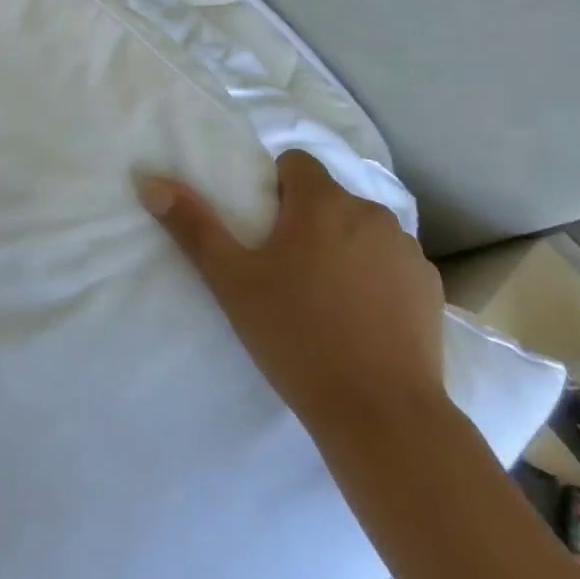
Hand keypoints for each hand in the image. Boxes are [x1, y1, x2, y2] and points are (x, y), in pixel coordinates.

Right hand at [137, 150, 447, 438]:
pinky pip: (392, 263)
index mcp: (322, 202)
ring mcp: (407, 250)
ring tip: (324, 298)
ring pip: (361, 229)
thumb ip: (192, 225)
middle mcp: (370, 211)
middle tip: (284, 270)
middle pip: (328, 197)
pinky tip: (363, 320)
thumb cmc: (296, 337)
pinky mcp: (430, 287)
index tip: (263, 232)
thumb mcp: (231, 281)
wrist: (382, 415)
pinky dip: (375, 277)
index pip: (295, 164)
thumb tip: (149, 180)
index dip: (275, 189)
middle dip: (306, 220)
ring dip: (343, 246)